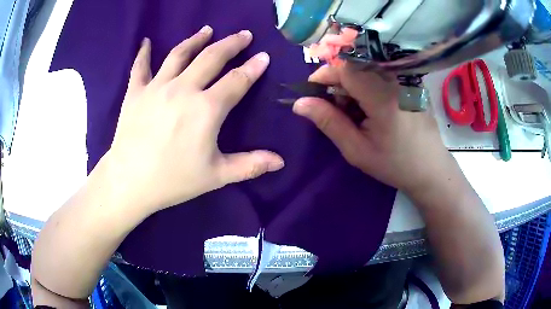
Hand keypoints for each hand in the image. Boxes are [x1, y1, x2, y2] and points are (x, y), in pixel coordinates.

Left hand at [104, 27, 283, 213]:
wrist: (129, 182)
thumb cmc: (173, 180)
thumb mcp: (216, 176)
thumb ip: (250, 165)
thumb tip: (281, 162)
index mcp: (206, 108)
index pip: (237, 80)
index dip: (253, 67)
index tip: (264, 56)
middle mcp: (183, 89)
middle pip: (211, 57)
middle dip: (231, 44)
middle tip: (243, 34)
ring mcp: (156, 87)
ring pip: (179, 54)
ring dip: (196, 39)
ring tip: (207, 30)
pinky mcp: (135, 92)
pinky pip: (139, 67)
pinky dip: (143, 53)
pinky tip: (147, 42)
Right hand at [293, 64, 450, 193]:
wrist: (430, 168)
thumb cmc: (394, 164)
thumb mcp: (357, 150)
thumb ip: (329, 122)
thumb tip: (299, 103)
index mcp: (382, 96)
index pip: (345, 68)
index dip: (325, 75)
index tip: (313, 92)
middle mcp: (395, 80)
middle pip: (355, 66)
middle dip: (338, 82)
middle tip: (336, 108)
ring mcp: (405, 79)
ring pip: (367, 69)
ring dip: (353, 84)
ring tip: (356, 112)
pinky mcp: (411, 82)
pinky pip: (382, 73)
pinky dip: (369, 85)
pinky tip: (372, 107)